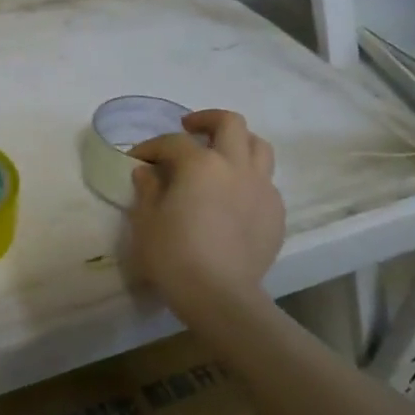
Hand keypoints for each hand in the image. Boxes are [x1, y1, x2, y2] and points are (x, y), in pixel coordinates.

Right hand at [126, 109, 283, 317]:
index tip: (138, 159)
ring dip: (237, 143)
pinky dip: (248, 177)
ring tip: (219, 155)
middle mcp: (236, 166)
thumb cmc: (173, 254)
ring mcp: (262, 188)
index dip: (152, 146)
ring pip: (259, 147)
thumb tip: (148, 171)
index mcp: (201, 164)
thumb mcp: (146, 219)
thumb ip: (148, 188)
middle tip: (188, 130)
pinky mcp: (276, 212)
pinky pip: (265, 181)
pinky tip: (232, 196)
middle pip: (230, 124)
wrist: (219, 295)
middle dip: (206, 120)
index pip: (173, 142)